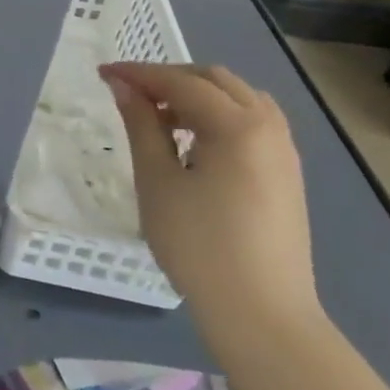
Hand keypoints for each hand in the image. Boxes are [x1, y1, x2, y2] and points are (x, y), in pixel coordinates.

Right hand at [99, 62, 319, 341]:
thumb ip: (140, 125)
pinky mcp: (286, 175)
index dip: (139, 74)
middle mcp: (269, 128)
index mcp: (238, 126)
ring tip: (159, 117)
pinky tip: (192, 142)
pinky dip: (218, 116)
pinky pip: (252, 123)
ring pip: (238, 99)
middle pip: (215, 81)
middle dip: (169, 79)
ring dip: (196, 95)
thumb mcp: (157, 180)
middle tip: (130, 94)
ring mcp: (284, 152)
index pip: (181, 83)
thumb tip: (124, 86)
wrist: (262, 316)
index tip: (102, 74)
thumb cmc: (198, 245)